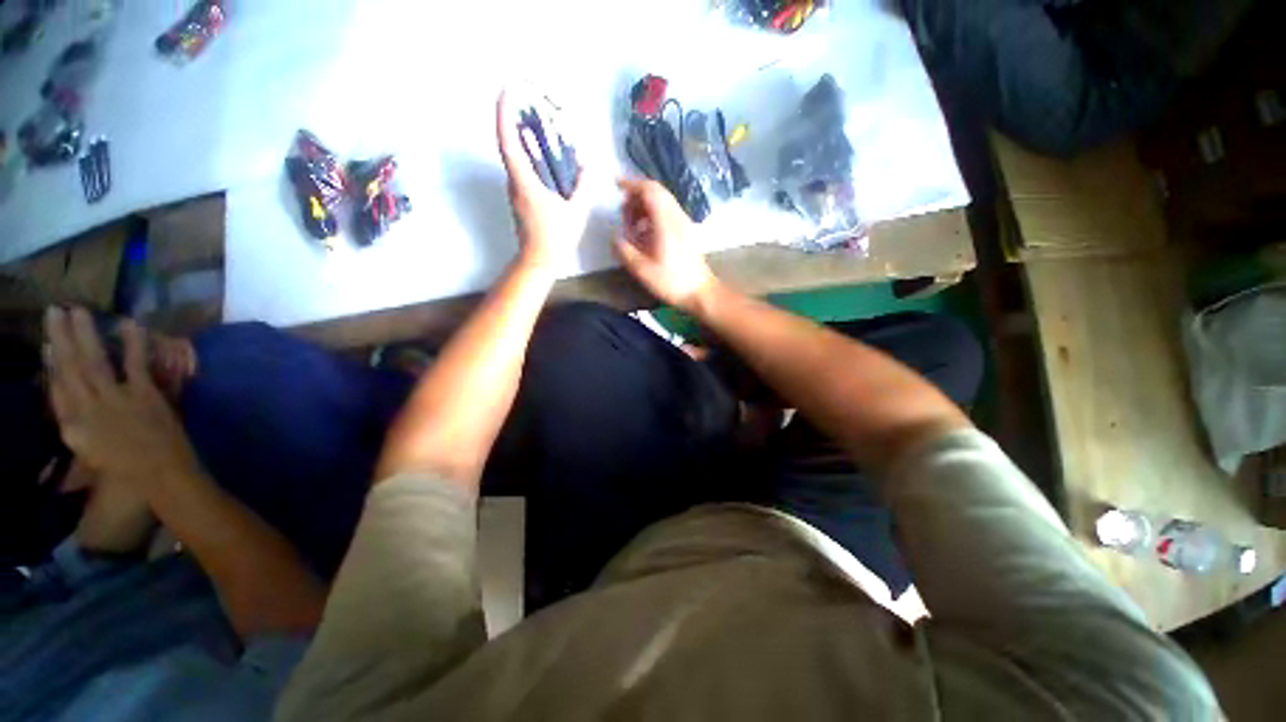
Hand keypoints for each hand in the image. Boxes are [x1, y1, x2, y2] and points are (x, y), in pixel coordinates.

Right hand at [44, 307, 201, 493]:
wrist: (163, 478)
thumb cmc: (128, 470)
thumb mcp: (90, 451)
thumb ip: (77, 426)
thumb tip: (68, 396)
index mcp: (73, 429)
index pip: (55, 391)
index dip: (49, 365)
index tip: (45, 344)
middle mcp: (87, 411)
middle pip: (69, 369)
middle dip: (60, 339)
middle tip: (52, 311)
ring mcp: (116, 401)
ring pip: (93, 361)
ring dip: (83, 334)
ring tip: (75, 309)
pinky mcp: (144, 396)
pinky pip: (136, 364)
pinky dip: (132, 343)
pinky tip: (129, 322)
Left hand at [496, 93, 590, 269]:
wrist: (539, 262)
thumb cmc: (555, 238)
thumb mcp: (576, 212)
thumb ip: (583, 187)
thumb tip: (589, 166)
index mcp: (524, 182)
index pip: (509, 142)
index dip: (505, 114)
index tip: (508, 91)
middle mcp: (514, 182)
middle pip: (512, 145)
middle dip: (518, 120)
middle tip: (532, 103)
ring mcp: (516, 191)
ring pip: (518, 158)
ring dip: (527, 139)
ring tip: (544, 127)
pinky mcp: (521, 199)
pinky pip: (525, 171)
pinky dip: (534, 158)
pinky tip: (550, 159)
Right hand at [613, 178, 715, 311]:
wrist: (700, 293)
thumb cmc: (672, 282)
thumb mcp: (642, 270)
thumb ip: (625, 252)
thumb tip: (614, 238)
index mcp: (666, 221)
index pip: (649, 190)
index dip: (631, 184)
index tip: (616, 185)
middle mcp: (676, 217)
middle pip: (657, 192)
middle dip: (636, 196)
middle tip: (622, 211)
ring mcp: (684, 223)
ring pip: (663, 202)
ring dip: (644, 206)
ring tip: (631, 224)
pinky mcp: (686, 232)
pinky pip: (667, 213)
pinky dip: (653, 215)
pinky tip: (645, 234)